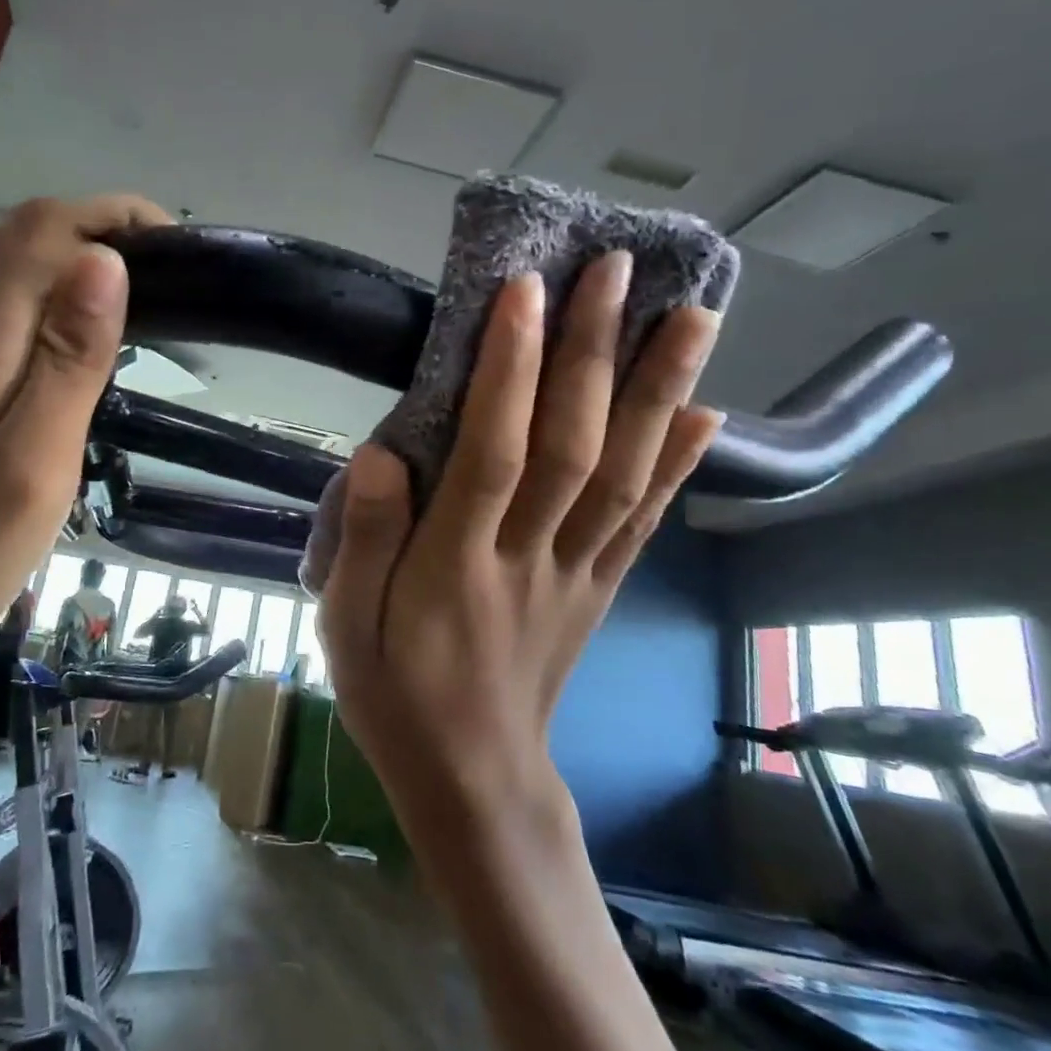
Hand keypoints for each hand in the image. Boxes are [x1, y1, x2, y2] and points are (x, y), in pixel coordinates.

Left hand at [0, 194, 168, 648]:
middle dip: (104, 233)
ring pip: (19, 272)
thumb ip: (69, 361)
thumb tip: (106, 261)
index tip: (178, 246)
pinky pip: (11, 311)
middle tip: (177, 280)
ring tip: (151, 307)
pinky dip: (62, 305)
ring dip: (85, 267)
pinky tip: (91, 348)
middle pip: (30, 239)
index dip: (112, 215)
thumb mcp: (31, 461)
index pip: (45, 229)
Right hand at [319, 256, 723, 831]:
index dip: (510, 370)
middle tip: (615, 269)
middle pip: (572, 446)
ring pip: (624, 474)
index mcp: (455, 567)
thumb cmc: (395, 695)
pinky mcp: (601, 590)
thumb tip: (380, 455)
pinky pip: (645, 522)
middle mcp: (528, 558)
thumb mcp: (344, 627)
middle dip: (594, 352)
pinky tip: (706, 412)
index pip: (492, 452)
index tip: (523, 291)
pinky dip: (679, 464)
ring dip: (659, 391)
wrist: (473, 780)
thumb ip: (361, 542)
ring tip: (691, 315)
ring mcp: (577, 573)